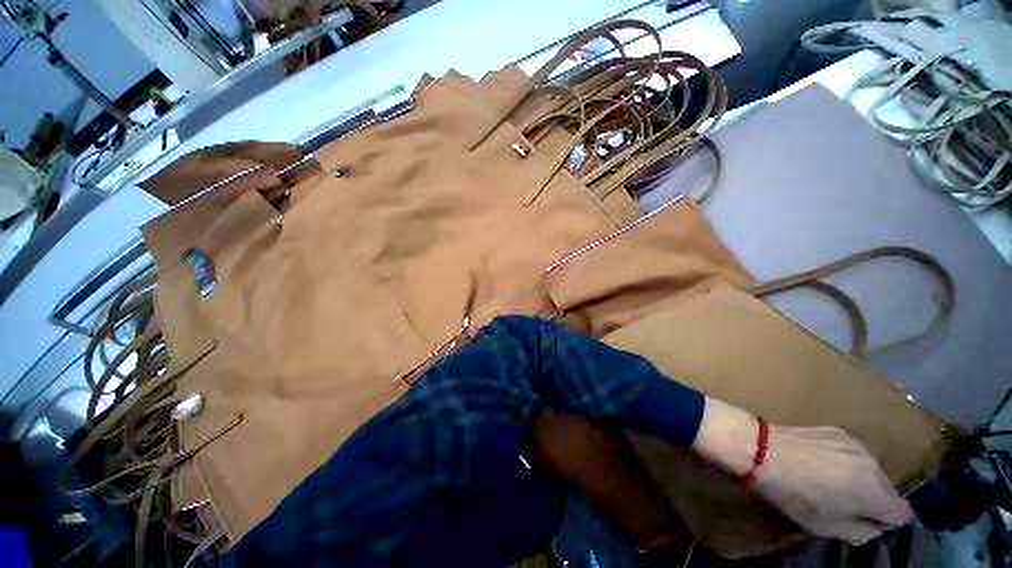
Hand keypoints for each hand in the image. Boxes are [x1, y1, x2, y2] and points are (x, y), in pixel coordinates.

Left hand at [692, 398, 909, 544]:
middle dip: (872, 500)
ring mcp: (855, 442)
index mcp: (875, 491)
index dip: (884, 522)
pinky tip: (818, 462)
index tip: (863, 521)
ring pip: (871, 470)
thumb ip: (861, 532)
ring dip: (859, 479)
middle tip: (841, 502)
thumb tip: (875, 526)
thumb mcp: (826, 527)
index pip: (902, 513)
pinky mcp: (837, 429)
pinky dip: (845, 461)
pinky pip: (853, 453)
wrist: (759, 448)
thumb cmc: (791, 493)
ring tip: (827, 481)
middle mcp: (873, 463)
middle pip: (887, 490)